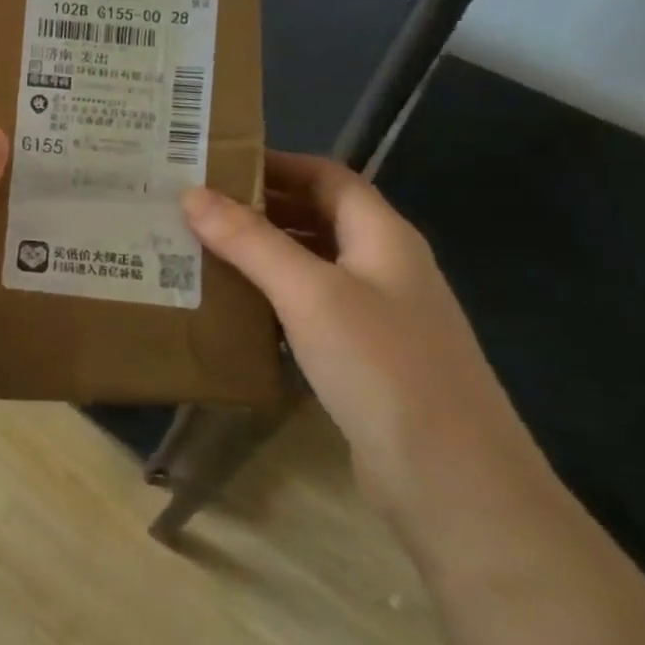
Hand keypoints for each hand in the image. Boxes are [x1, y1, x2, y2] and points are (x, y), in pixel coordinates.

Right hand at [183, 152, 539, 518]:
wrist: (453, 481)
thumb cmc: (383, 366)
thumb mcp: (310, 293)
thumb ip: (250, 241)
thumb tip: (191, 193)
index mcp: (383, 236)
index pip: (327, 176)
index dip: (277, 163)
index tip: (217, 163)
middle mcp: (385, 266)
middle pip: (319, 217)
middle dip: (261, 206)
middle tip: (196, 206)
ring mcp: (379, 315)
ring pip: (313, 265)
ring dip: (263, 253)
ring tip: (202, 249)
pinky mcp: (365, 358)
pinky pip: (311, 309)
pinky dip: (274, 297)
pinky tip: (235, 307)